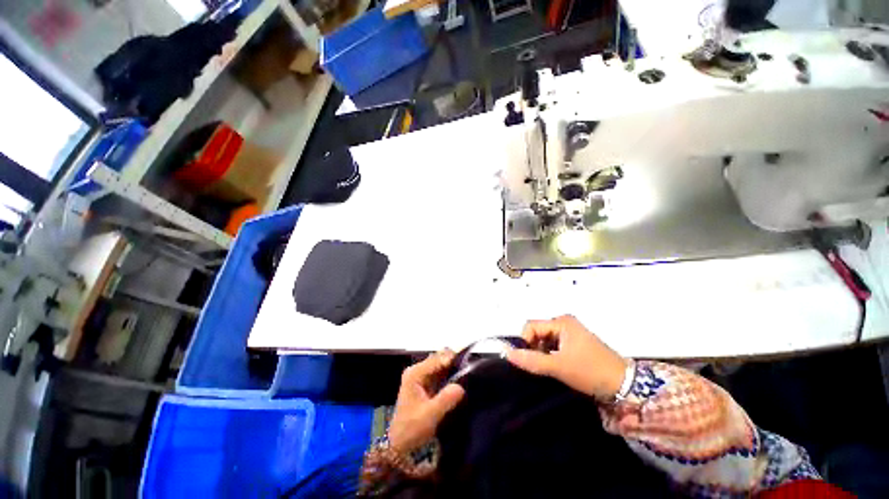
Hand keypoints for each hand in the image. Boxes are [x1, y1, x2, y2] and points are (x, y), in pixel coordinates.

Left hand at [388, 350, 465, 454]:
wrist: (401, 444)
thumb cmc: (412, 429)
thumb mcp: (430, 415)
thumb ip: (445, 399)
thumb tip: (461, 387)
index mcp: (415, 373)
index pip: (437, 359)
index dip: (452, 359)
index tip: (468, 362)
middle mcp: (417, 370)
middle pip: (439, 358)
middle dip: (454, 361)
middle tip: (469, 367)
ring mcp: (421, 376)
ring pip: (441, 364)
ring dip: (453, 367)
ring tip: (467, 372)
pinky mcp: (425, 383)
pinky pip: (440, 372)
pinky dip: (450, 374)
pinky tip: (460, 379)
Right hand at [506, 315, 629, 400]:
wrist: (624, 385)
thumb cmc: (590, 371)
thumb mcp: (559, 366)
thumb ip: (532, 360)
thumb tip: (508, 354)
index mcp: (561, 321)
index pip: (531, 326)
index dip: (525, 342)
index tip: (530, 360)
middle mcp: (564, 322)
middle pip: (537, 332)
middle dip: (535, 348)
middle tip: (542, 366)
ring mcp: (571, 332)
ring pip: (545, 340)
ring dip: (543, 353)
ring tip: (552, 368)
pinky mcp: (575, 343)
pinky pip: (554, 345)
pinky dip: (551, 355)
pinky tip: (558, 367)